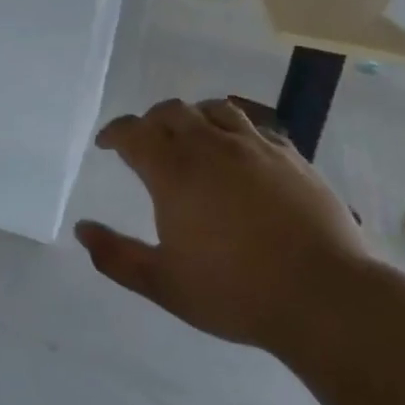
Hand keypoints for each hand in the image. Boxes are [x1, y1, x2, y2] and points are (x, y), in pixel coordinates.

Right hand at [75, 98, 369, 349]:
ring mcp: (255, 147)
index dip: (115, 133)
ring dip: (193, 116)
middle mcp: (211, 147)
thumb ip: (117, 256)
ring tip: (190, 136)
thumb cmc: (235, 291)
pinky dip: (234, 130)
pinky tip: (239, 151)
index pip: (134, 133)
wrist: (322, 295)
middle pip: (172, 112)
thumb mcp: (164, 284)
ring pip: (215, 109)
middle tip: (145, 141)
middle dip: (151, 121)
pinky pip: (254, 127)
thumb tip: (82, 230)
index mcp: (175, 172)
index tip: (106, 143)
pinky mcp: (290, 156)